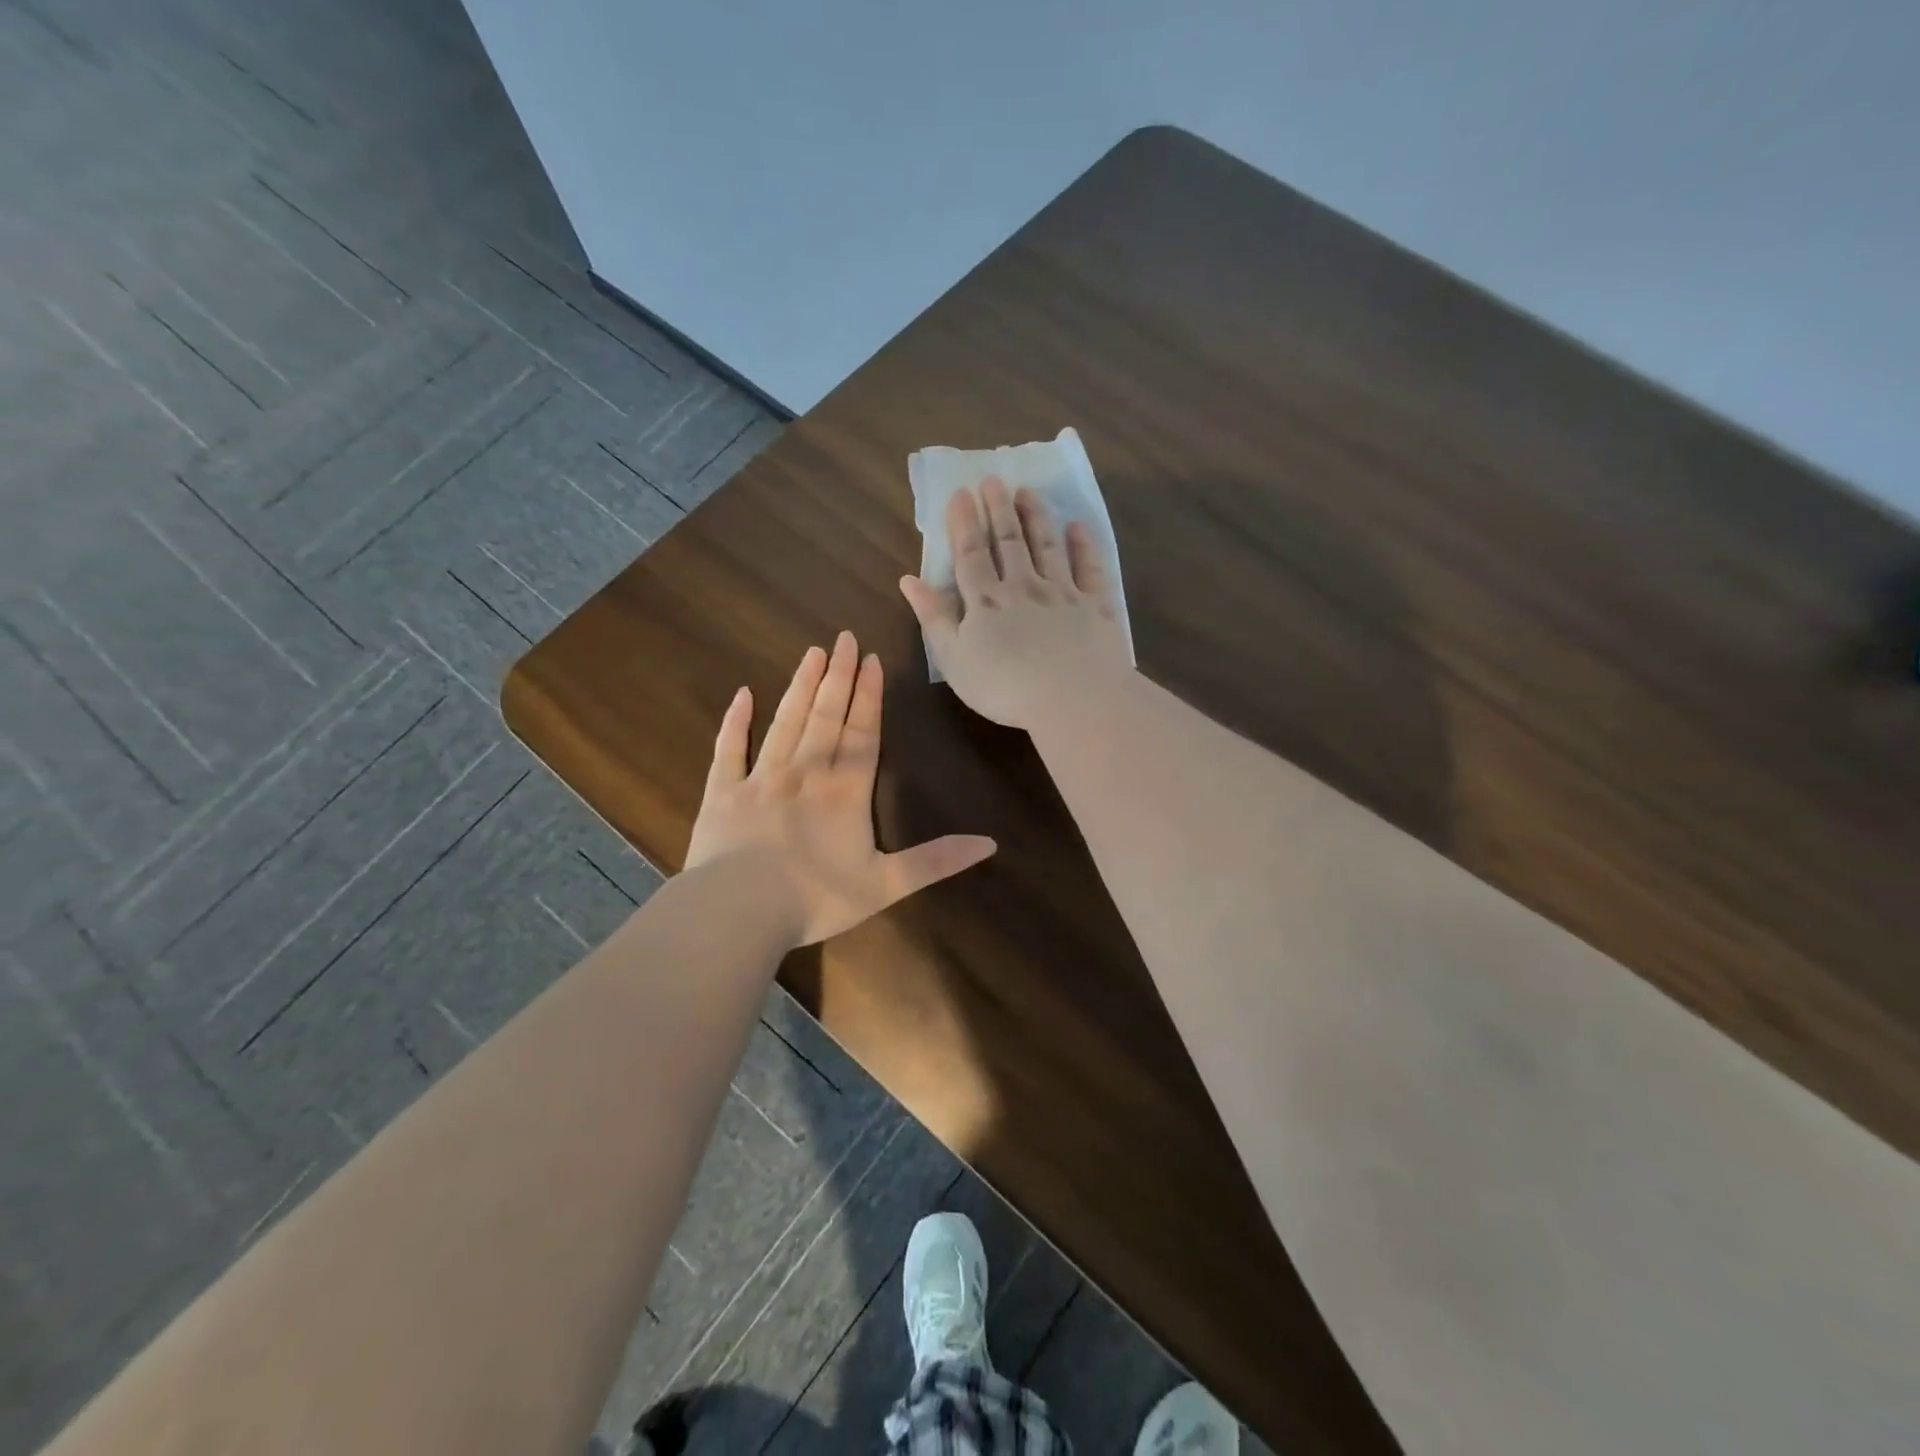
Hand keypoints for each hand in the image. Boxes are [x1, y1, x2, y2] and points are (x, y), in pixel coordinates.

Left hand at [684, 632, 996, 945]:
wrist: (739, 911)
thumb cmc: (816, 898)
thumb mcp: (886, 885)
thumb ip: (936, 861)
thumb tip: (990, 844)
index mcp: (845, 791)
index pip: (863, 733)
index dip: (870, 697)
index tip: (873, 660)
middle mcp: (805, 772)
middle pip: (826, 716)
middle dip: (839, 676)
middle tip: (845, 638)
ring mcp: (760, 778)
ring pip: (786, 722)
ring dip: (801, 686)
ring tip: (812, 653)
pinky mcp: (723, 792)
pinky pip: (730, 749)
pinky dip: (735, 721)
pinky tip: (742, 695)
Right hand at [899, 476, 1131, 730]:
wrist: (1073, 699)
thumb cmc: (1004, 688)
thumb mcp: (954, 660)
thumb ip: (933, 618)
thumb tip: (909, 580)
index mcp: (986, 601)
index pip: (971, 554)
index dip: (964, 523)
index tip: (961, 493)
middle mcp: (1023, 587)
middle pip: (1009, 542)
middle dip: (999, 509)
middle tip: (994, 479)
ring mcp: (1063, 593)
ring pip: (1048, 546)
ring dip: (1037, 517)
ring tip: (1029, 492)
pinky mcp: (1096, 606)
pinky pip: (1090, 569)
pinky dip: (1084, 546)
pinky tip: (1078, 527)